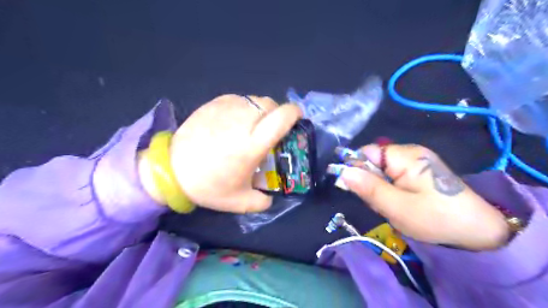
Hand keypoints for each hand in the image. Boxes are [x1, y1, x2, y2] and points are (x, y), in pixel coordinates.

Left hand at [167, 95, 301, 212]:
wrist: (171, 170)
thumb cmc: (208, 186)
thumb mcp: (239, 202)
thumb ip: (262, 201)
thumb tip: (270, 197)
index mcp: (252, 144)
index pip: (281, 118)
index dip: (294, 113)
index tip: (297, 118)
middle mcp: (242, 122)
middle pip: (270, 104)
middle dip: (277, 113)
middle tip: (272, 128)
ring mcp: (226, 110)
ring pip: (254, 99)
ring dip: (260, 110)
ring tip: (253, 125)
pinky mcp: (213, 104)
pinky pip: (238, 99)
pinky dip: (244, 107)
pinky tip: (236, 121)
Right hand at [342, 144, 509, 249]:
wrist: (478, 231)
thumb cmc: (436, 218)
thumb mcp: (397, 207)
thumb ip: (368, 188)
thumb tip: (342, 172)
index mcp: (404, 156)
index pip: (366, 152)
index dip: (357, 169)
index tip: (359, 190)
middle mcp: (409, 152)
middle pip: (373, 161)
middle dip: (370, 182)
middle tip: (382, 203)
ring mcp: (416, 160)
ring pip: (381, 170)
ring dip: (380, 188)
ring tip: (393, 205)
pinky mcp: (419, 170)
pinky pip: (393, 175)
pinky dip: (390, 189)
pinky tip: (401, 202)